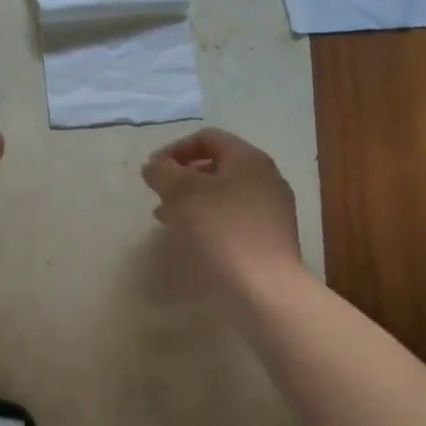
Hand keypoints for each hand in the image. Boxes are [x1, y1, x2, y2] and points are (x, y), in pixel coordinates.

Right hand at [143, 128, 303, 289]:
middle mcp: (265, 178)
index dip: (175, 149)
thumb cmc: (221, 230)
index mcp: (248, 159)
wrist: (264, 288)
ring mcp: (271, 209)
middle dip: (182, 177)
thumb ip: (162, 172)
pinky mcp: (270, 237)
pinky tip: (192, 238)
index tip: (153, 171)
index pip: (207, 138)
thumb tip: (154, 165)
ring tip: (167, 218)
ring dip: (192, 200)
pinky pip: (233, 217)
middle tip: (158, 195)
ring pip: (223, 194)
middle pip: (216, 165)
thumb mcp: (182, 193)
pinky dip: (208, 220)